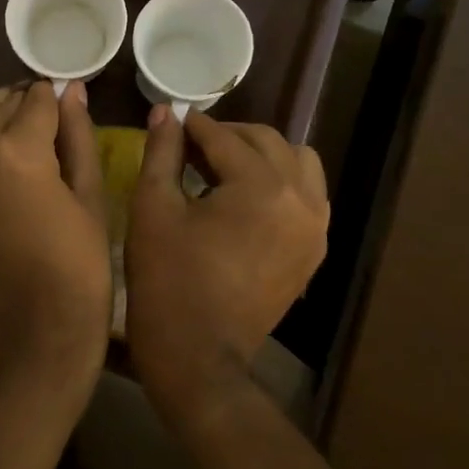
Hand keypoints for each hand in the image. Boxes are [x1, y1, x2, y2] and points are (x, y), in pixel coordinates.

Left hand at [0, 81, 110, 399]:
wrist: (34, 336)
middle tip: (52, 110)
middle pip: (1, 104)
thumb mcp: (90, 197)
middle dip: (27, 100)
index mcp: (17, 153)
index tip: (70, 95)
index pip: (37, 101)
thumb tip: (72, 90)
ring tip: (20, 113)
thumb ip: (78, 136)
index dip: (57, 96)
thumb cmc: (79, 268)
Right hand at [124, 108, 329, 423]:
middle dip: (227, 136)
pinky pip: (308, 194)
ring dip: (262, 154)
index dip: (193, 126)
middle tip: (191, 144)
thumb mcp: (154, 208)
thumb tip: (166, 112)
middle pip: (266, 141)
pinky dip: (282, 182)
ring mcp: (315, 227)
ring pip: (297, 162)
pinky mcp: (314, 250)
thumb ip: (163, 152)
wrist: (198, 356)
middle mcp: (301, 199)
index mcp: (261, 187)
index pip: (225, 137)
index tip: (172, 121)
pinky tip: (248, 197)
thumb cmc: (167, 279)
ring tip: (225, 168)